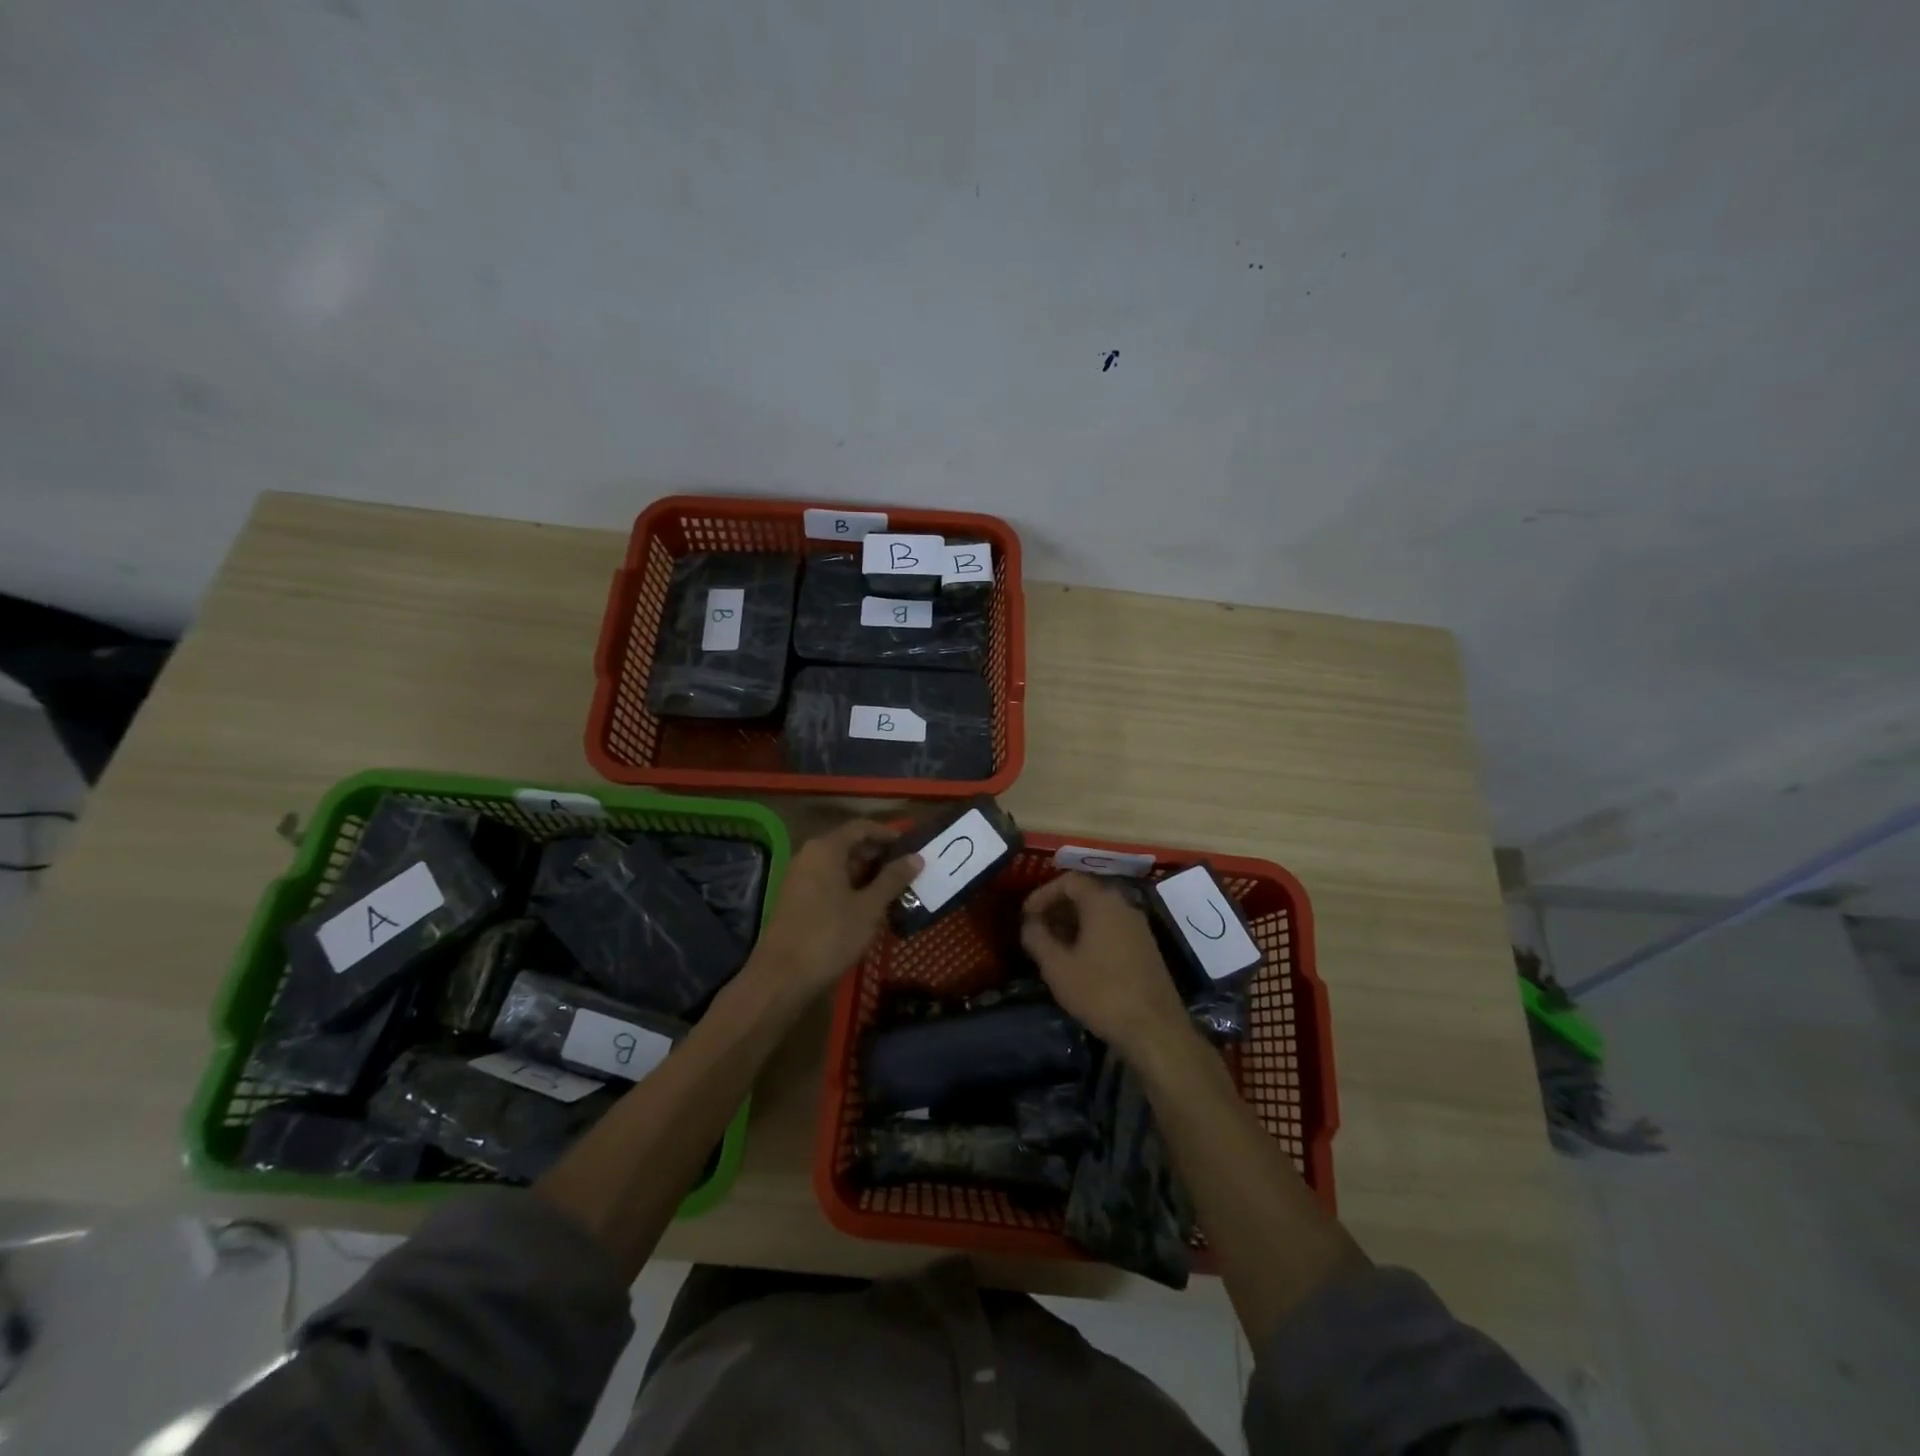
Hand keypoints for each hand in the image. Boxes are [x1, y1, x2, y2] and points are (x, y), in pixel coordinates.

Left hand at [746, 819, 922, 1001]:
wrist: (781, 977)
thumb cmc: (830, 935)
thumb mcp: (869, 907)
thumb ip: (893, 879)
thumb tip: (916, 857)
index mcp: (825, 849)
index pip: (861, 828)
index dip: (888, 834)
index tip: (912, 846)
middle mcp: (809, 856)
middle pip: (850, 845)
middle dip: (879, 856)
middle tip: (908, 872)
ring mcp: (800, 878)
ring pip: (840, 866)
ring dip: (867, 875)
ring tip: (895, 891)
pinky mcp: (797, 899)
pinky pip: (829, 882)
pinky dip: (851, 888)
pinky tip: (869, 907)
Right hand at [1019, 873, 1189, 1056]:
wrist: (1154, 1030)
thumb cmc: (1101, 992)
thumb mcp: (1057, 967)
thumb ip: (1037, 938)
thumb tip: (1029, 924)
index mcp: (1102, 902)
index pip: (1068, 880)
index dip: (1042, 893)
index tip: (1026, 916)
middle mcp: (1124, 906)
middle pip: (1085, 894)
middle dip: (1057, 909)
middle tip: (1036, 931)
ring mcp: (1139, 927)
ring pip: (1099, 913)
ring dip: (1073, 924)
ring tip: (1053, 948)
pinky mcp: (1146, 948)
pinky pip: (1112, 929)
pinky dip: (1091, 936)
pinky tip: (1079, 962)